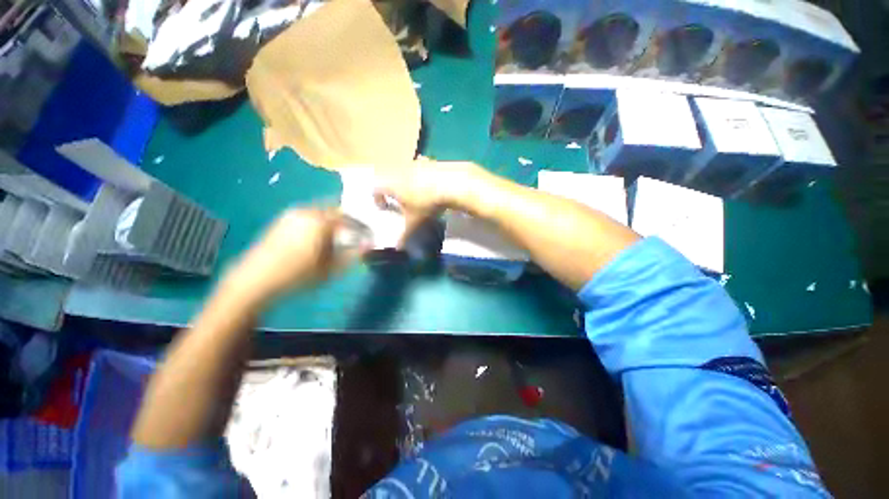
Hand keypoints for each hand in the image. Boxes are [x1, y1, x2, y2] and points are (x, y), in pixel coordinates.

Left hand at [227, 209, 355, 302]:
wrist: (258, 277)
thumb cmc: (296, 276)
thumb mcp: (328, 271)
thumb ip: (350, 256)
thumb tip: (367, 246)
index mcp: (321, 220)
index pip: (348, 216)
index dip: (359, 225)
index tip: (366, 236)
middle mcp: (307, 210)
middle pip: (332, 211)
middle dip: (343, 222)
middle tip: (348, 238)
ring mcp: (291, 214)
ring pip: (316, 213)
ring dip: (326, 223)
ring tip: (329, 242)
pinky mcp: (280, 220)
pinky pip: (303, 218)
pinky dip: (312, 225)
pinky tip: (309, 243)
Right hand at [374, 159, 480, 245]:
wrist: (453, 184)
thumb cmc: (428, 203)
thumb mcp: (415, 221)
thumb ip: (405, 235)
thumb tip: (398, 248)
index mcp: (392, 184)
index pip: (376, 188)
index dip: (377, 198)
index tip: (384, 207)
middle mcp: (401, 171)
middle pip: (389, 177)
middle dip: (391, 188)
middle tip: (399, 200)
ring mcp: (416, 164)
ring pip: (405, 170)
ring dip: (406, 179)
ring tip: (415, 191)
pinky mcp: (431, 161)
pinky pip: (421, 165)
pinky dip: (422, 172)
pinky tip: (431, 182)